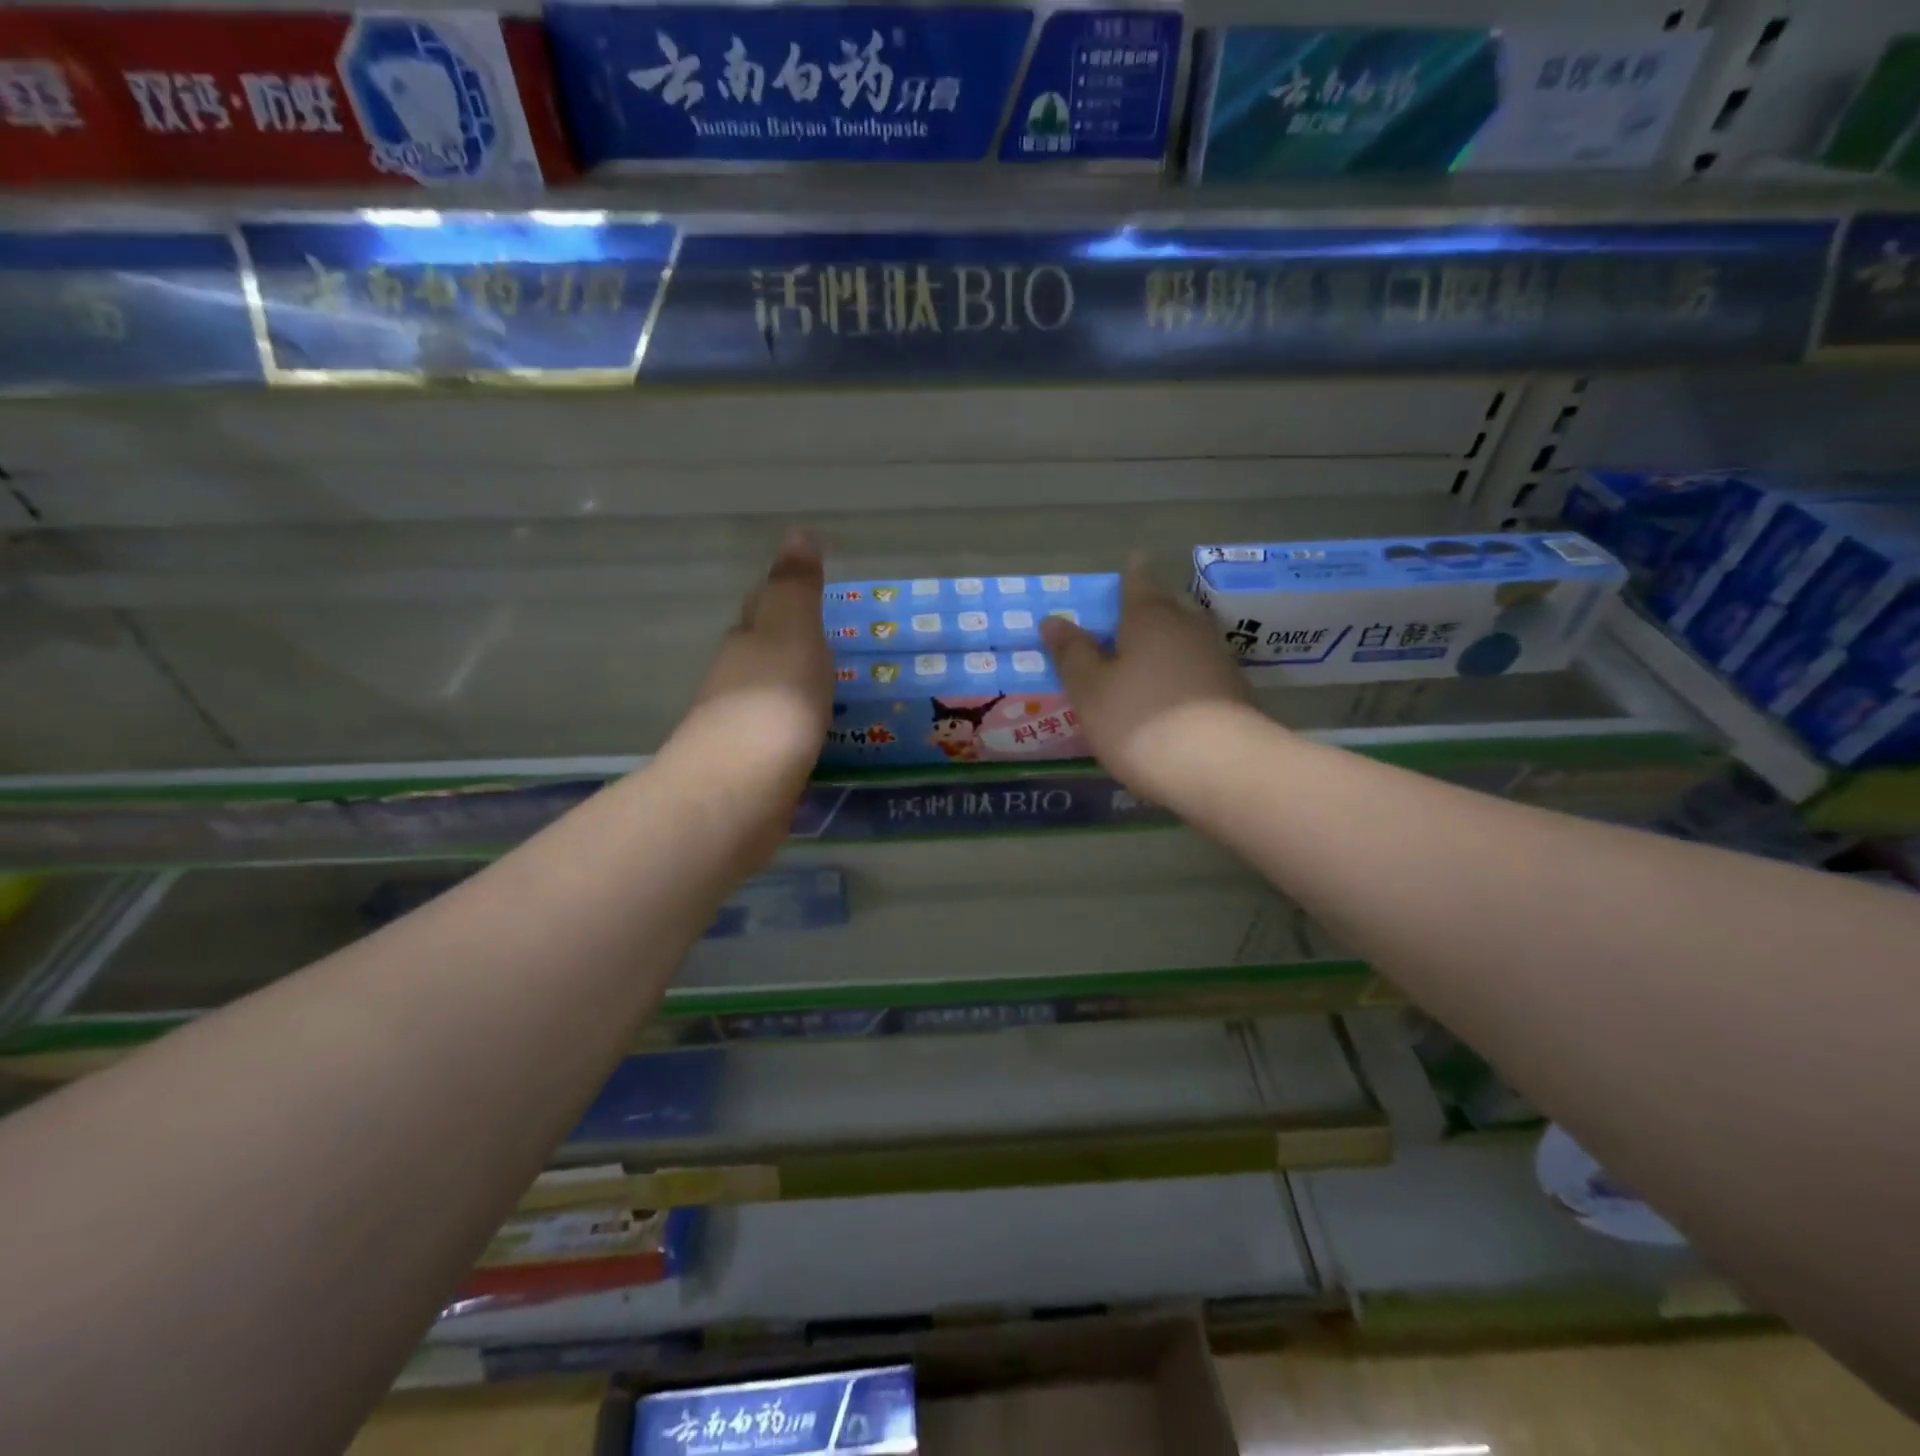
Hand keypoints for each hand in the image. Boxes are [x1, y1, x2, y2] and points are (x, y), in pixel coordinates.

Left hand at [658, 531, 831, 867]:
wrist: (740, 789)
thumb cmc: (774, 700)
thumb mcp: (793, 632)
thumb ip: (797, 589)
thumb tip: (798, 532)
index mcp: (748, 644)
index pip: (762, 613)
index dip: (781, 603)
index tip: (806, 600)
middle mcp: (734, 683)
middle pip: (759, 656)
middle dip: (783, 648)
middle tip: (824, 648)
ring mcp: (738, 731)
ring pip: (766, 700)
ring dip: (789, 693)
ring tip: (827, 695)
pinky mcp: (750, 773)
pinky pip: (778, 741)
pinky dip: (794, 734)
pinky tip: (813, 743)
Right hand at [1040, 562, 1258, 804]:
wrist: (1220, 768)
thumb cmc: (1139, 720)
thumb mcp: (1090, 690)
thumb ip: (1072, 653)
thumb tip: (1052, 619)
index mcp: (1150, 616)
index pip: (1138, 580)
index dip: (1129, 573)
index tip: (1127, 566)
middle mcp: (1188, 626)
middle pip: (1166, 607)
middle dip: (1147, 611)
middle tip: (1123, 623)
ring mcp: (1216, 658)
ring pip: (1185, 639)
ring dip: (1165, 645)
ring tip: (1142, 663)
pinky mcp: (1233, 691)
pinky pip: (1198, 670)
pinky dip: (1181, 674)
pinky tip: (1169, 696)